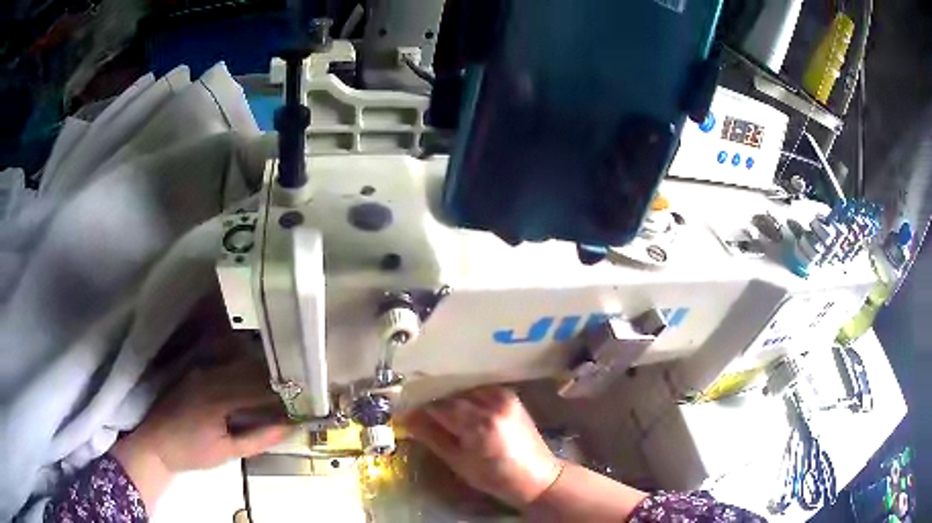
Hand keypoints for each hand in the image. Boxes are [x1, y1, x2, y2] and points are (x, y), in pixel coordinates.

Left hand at [112, 357, 293, 507]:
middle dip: (279, 380)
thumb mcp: (228, 452)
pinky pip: (227, 367)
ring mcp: (202, 370)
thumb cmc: (192, 452)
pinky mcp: (197, 371)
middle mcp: (210, 375)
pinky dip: (246, 373)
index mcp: (218, 397)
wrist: (156, 443)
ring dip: (263, 374)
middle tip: (301, 389)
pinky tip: (257, 382)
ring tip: (284, 386)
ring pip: (241, 365)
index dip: (286, 393)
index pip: (260, 389)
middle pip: (253, 371)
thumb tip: (289, 426)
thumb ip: (259, 438)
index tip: (307, 397)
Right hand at [403, 387, 563, 507]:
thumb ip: (432, 436)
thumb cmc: (494, 477)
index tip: (404, 409)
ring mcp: (503, 396)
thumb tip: (406, 417)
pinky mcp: (510, 395)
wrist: (536, 476)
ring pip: (464, 389)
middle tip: (417, 410)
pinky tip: (460, 407)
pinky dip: (466, 395)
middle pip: (451, 393)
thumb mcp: (458, 461)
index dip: (418, 406)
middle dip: (433, 400)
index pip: (438, 405)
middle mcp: (492, 402)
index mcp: (478, 423)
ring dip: (449, 396)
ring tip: (437, 410)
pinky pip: (479, 389)